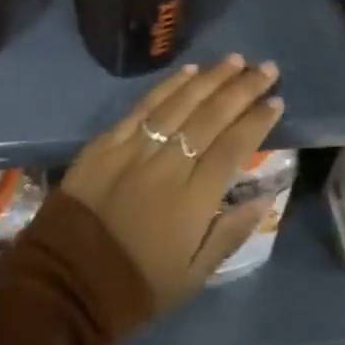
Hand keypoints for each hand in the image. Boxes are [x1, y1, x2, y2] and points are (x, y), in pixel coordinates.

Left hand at [60, 56, 282, 312]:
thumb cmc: (138, 284)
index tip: (277, 101)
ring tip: (235, 60)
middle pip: (212, 117)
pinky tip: (189, 71)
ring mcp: (136, 149)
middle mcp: (169, 166)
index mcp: (193, 201)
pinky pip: (144, 106)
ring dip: (212, 78)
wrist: (67, 283)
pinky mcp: (108, 142)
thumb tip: (265, 196)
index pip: (234, 148)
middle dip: (243, 89)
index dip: (257, 122)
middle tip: (267, 68)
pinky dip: (169, 86)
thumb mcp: (194, 276)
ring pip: (181, 103)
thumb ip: (231, 232)